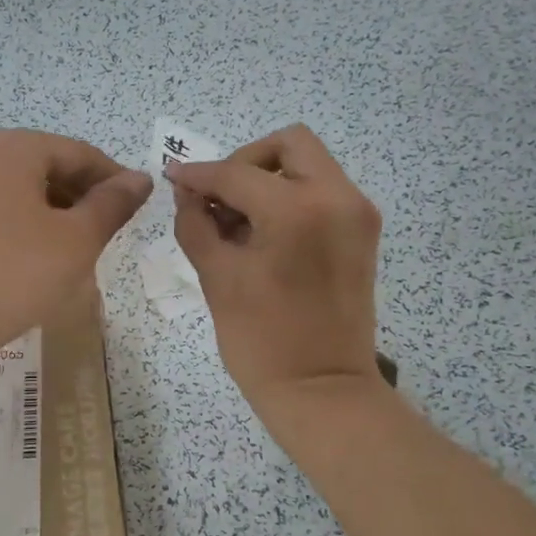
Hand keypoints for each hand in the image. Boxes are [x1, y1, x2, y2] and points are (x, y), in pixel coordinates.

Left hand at [0, 129, 151, 361]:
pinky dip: (23, 227)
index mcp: (13, 148)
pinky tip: (35, 260)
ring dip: (54, 215)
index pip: (79, 153)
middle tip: (108, 232)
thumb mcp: (76, 240)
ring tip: (76, 251)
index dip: (113, 179)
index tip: (137, 207)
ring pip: (20, 192)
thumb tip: (139, 179)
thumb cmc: (12, 272)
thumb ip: (112, 205)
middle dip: (82, 197)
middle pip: (46, 167)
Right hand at [167, 125, 382, 415]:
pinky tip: (263, 233)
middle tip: (218, 199)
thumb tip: (186, 192)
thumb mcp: (217, 277)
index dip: (199, 174)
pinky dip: (290, 197)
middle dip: (245, 163)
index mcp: (299, 209)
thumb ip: (196, 224)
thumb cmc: (261, 341)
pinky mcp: (362, 233)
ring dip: (268, 179)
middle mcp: (338, 197)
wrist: (322, 391)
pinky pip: (322, 192)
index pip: (237, 173)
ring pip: (309, 165)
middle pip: (289, 144)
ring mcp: (357, 214)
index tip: (173, 178)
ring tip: (237, 221)